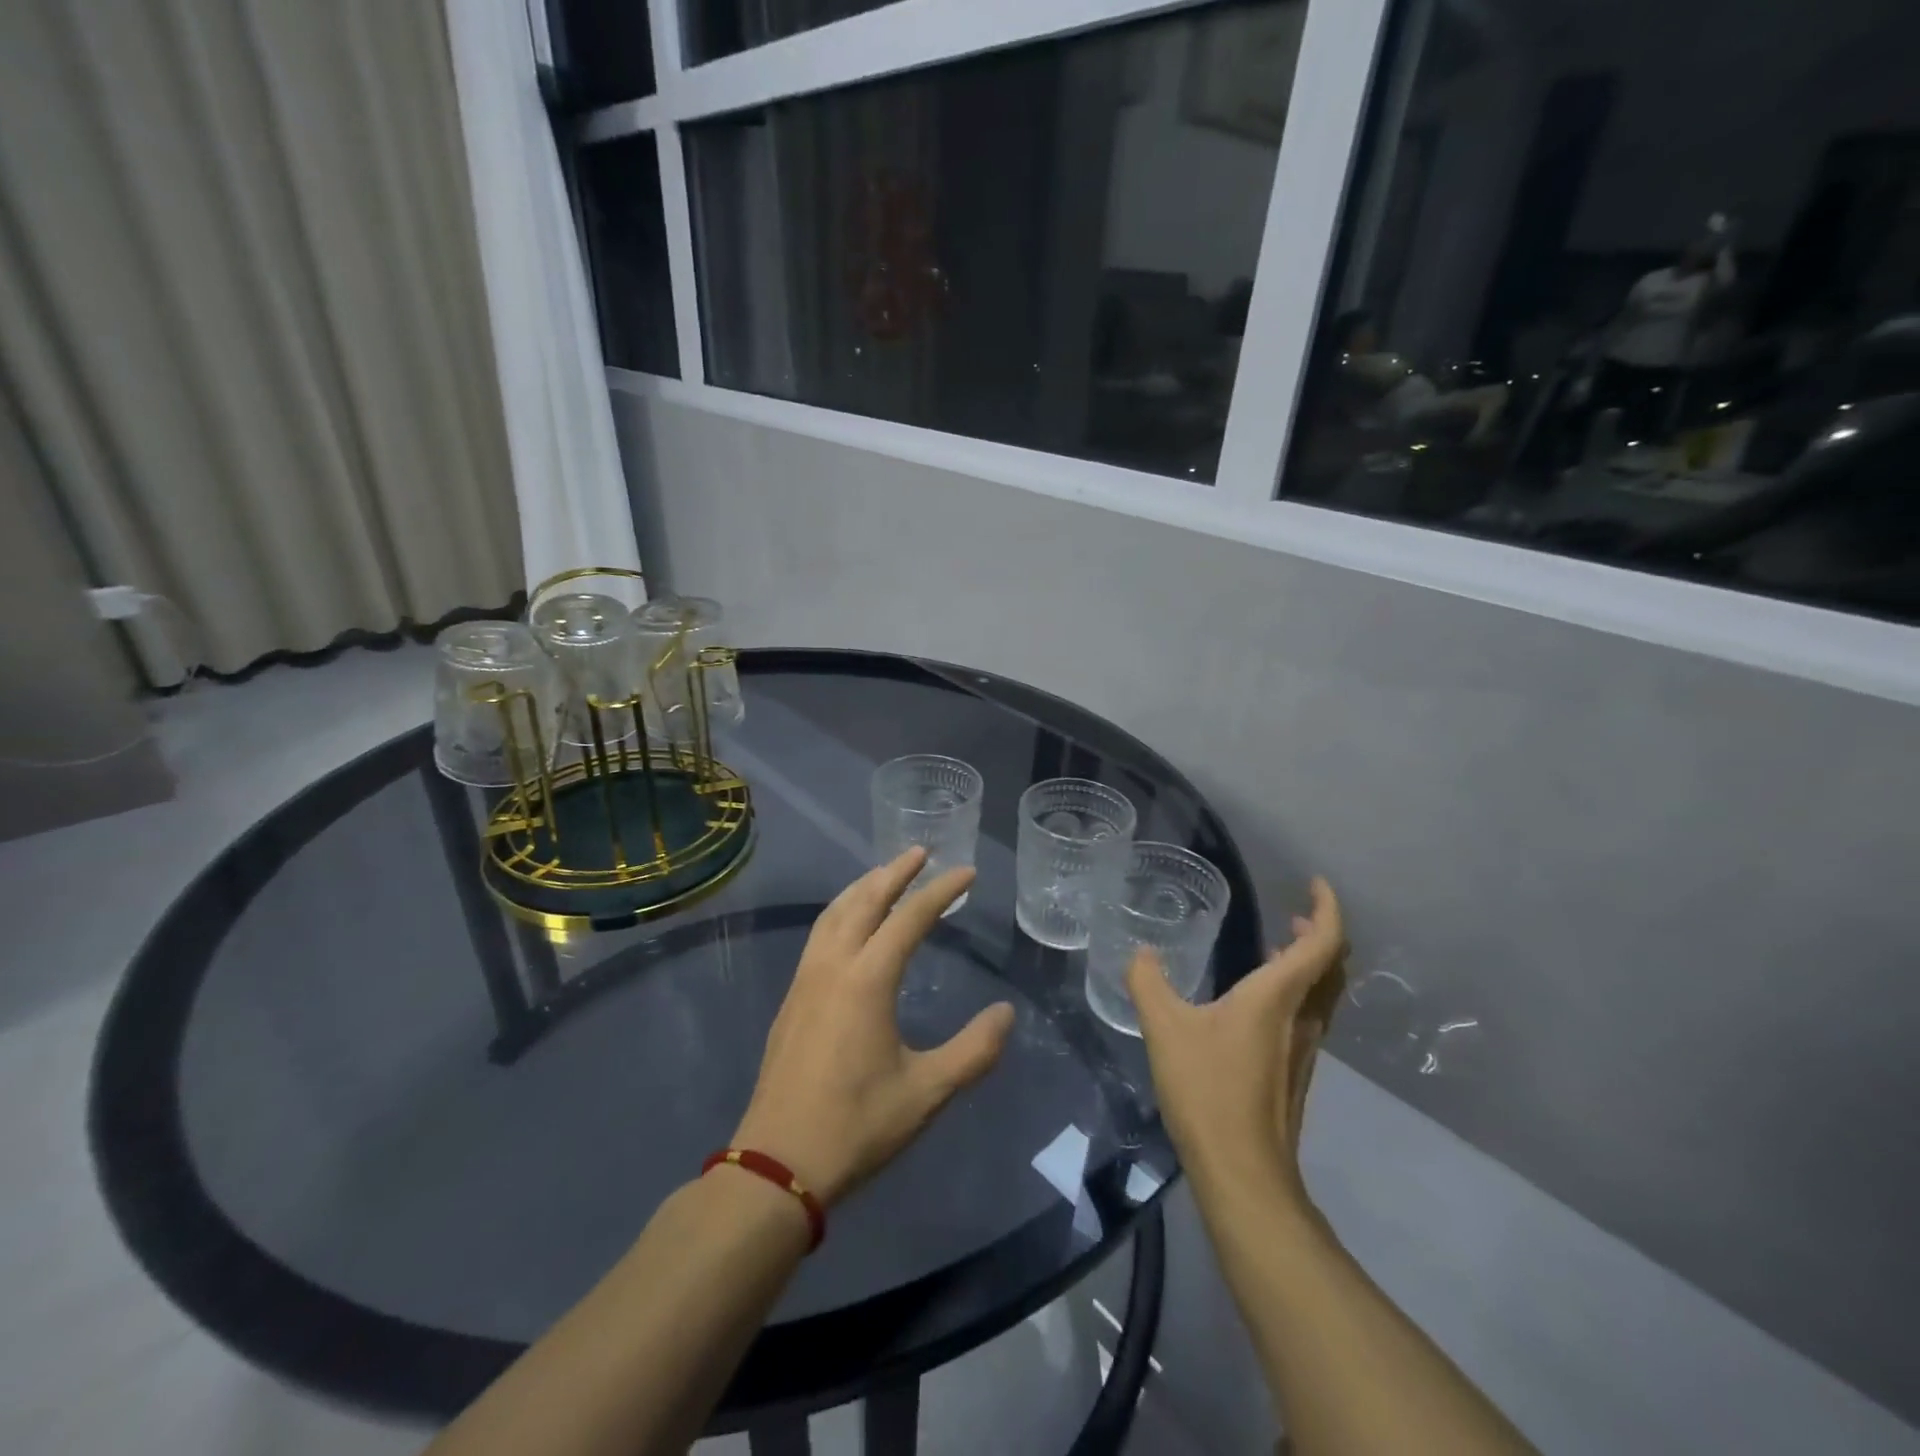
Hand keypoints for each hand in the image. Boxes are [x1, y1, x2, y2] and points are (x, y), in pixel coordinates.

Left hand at [732, 848, 1015, 1206]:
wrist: (776, 1165)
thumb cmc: (856, 1126)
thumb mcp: (926, 1093)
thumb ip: (973, 1051)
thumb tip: (1006, 1014)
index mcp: (867, 980)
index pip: (910, 917)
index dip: (941, 891)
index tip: (967, 873)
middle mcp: (833, 967)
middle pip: (864, 901)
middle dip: (895, 872)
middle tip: (921, 852)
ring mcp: (805, 980)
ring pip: (834, 914)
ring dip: (863, 887)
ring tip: (885, 874)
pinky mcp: (792, 999)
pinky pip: (819, 935)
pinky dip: (841, 912)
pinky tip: (850, 925)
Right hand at [1128, 877, 1346, 1205]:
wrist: (1243, 1173)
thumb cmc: (1208, 1090)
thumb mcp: (1164, 1028)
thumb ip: (1148, 983)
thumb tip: (1140, 953)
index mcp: (1278, 997)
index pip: (1324, 942)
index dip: (1327, 907)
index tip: (1315, 882)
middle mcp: (1302, 1018)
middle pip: (1334, 966)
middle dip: (1320, 932)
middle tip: (1294, 913)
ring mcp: (1304, 1049)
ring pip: (1324, 993)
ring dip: (1310, 963)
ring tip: (1278, 946)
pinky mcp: (1295, 1072)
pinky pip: (1308, 1015)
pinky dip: (1297, 990)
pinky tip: (1258, 1001)